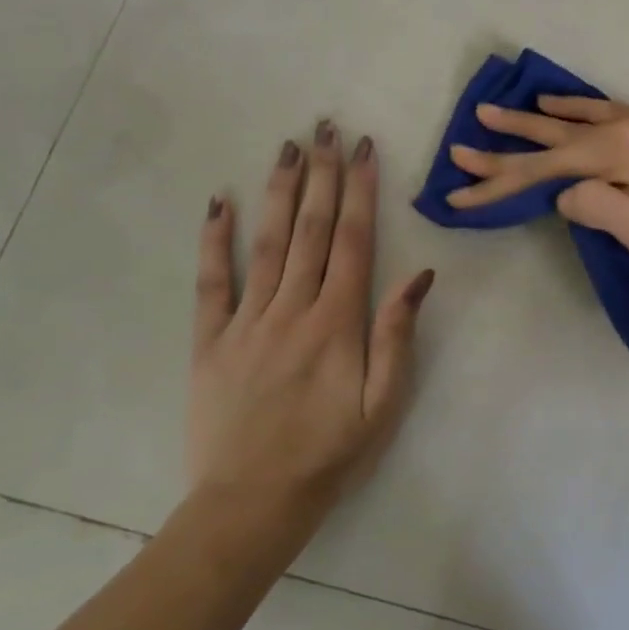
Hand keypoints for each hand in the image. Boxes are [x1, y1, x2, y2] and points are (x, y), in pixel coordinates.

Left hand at [188, 121, 433, 551]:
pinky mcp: (209, 340)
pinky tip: (217, 202)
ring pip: (265, 243)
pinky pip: (210, 282)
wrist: (252, 502)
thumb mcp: (384, 402)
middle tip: (325, 127)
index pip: (352, 240)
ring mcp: (246, 321)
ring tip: (288, 147)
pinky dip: (213, 240)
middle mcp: (292, 308)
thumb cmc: (331, 452)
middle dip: (322, 174)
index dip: (359, 191)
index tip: (362, 149)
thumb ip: (398, 335)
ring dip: (278, 190)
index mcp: (338, 322)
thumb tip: (419, 276)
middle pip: (309, 228)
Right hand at [445, 98, 628, 288]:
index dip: (498, 183)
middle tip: (465, 138)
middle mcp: (628, 127)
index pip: (542, 170)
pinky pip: (609, 109)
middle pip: (554, 136)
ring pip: (580, 117)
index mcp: (618, 153)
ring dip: (540, 116)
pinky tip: (572, 105)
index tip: (457, 193)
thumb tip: (566, 193)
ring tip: (507, 108)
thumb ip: (596, 207)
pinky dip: (581, 106)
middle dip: (507, 142)